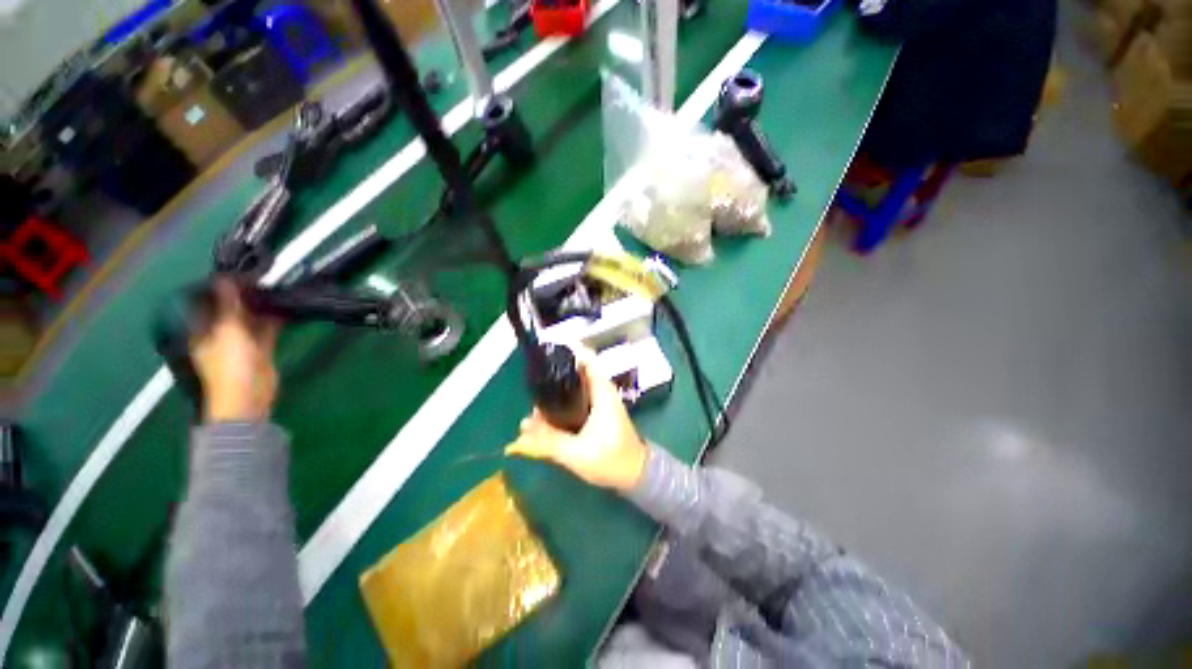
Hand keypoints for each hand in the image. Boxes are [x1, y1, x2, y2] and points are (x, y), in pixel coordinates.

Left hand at [191, 279, 280, 422]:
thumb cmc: (231, 364)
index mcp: (203, 330)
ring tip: (275, 288)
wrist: (249, 396)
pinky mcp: (261, 349)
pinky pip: (266, 330)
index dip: (221, 288)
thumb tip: (223, 277)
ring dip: (261, 307)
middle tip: (261, 277)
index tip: (237, 273)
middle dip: (244, 296)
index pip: (209, 304)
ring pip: (251, 319)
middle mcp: (220, 334)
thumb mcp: (228, 331)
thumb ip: (228, 305)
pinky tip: (284, 307)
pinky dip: (274, 319)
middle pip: (231, 311)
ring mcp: (241, 343)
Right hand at [506, 362, 647, 491]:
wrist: (636, 475)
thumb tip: (522, 428)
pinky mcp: (598, 413)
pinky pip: (577, 400)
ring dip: (556, 396)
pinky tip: (548, 420)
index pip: (586, 359)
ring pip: (574, 389)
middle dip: (554, 380)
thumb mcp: (576, 453)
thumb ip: (548, 441)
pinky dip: (563, 405)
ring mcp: (600, 402)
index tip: (546, 356)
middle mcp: (601, 391)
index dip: (567, 352)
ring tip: (535, 412)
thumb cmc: (611, 460)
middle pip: (576, 373)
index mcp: (602, 392)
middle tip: (533, 392)